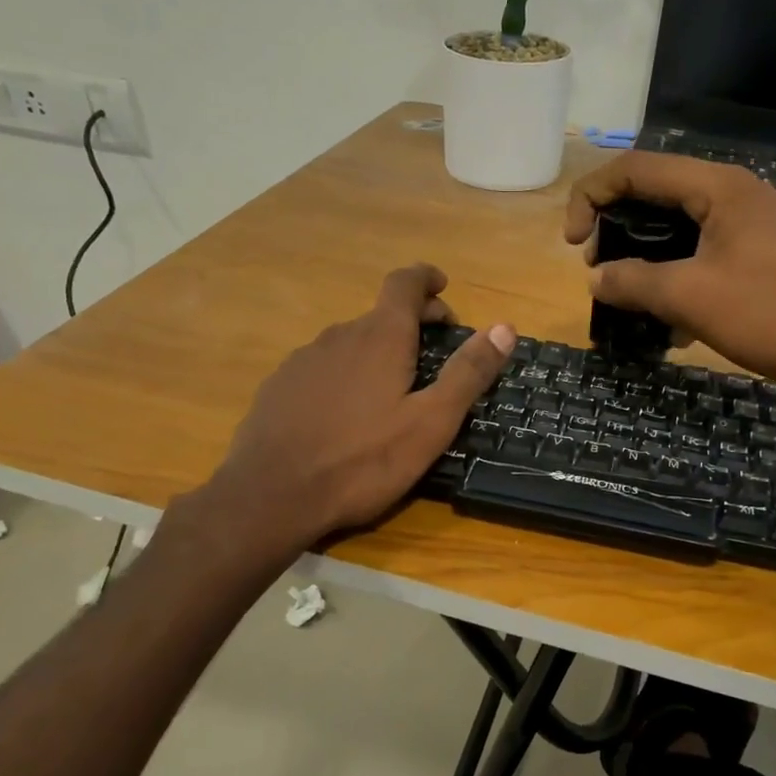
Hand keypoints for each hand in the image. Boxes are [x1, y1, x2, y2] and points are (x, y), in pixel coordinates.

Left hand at [168, 265, 513, 556]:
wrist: (270, 496)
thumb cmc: (362, 461)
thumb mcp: (430, 423)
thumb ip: (468, 373)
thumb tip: (505, 327)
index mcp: (380, 337)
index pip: (404, 283)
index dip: (426, 278)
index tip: (442, 286)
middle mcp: (339, 335)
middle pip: (381, 315)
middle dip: (412, 324)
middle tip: (435, 353)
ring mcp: (303, 360)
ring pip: (351, 343)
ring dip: (378, 352)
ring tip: (392, 391)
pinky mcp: (279, 386)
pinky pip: (323, 367)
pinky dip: (345, 374)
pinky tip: (346, 414)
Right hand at [565, 154, 775, 394]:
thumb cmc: (766, 313)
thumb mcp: (688, 296)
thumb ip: (633, 281)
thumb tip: (596, 279)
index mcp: (718, 186)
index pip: (636, 169)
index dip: (592, 196)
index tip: (573, 243)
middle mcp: (733, 193)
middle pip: (656, 193)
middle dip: (616, 227)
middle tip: (597, 269)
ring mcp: (749, 224)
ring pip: (678, 226)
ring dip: (644, 256)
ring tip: (625, 294)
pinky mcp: (757, 254)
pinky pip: (701, 252)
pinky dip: (675, 274)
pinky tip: (666, 321)